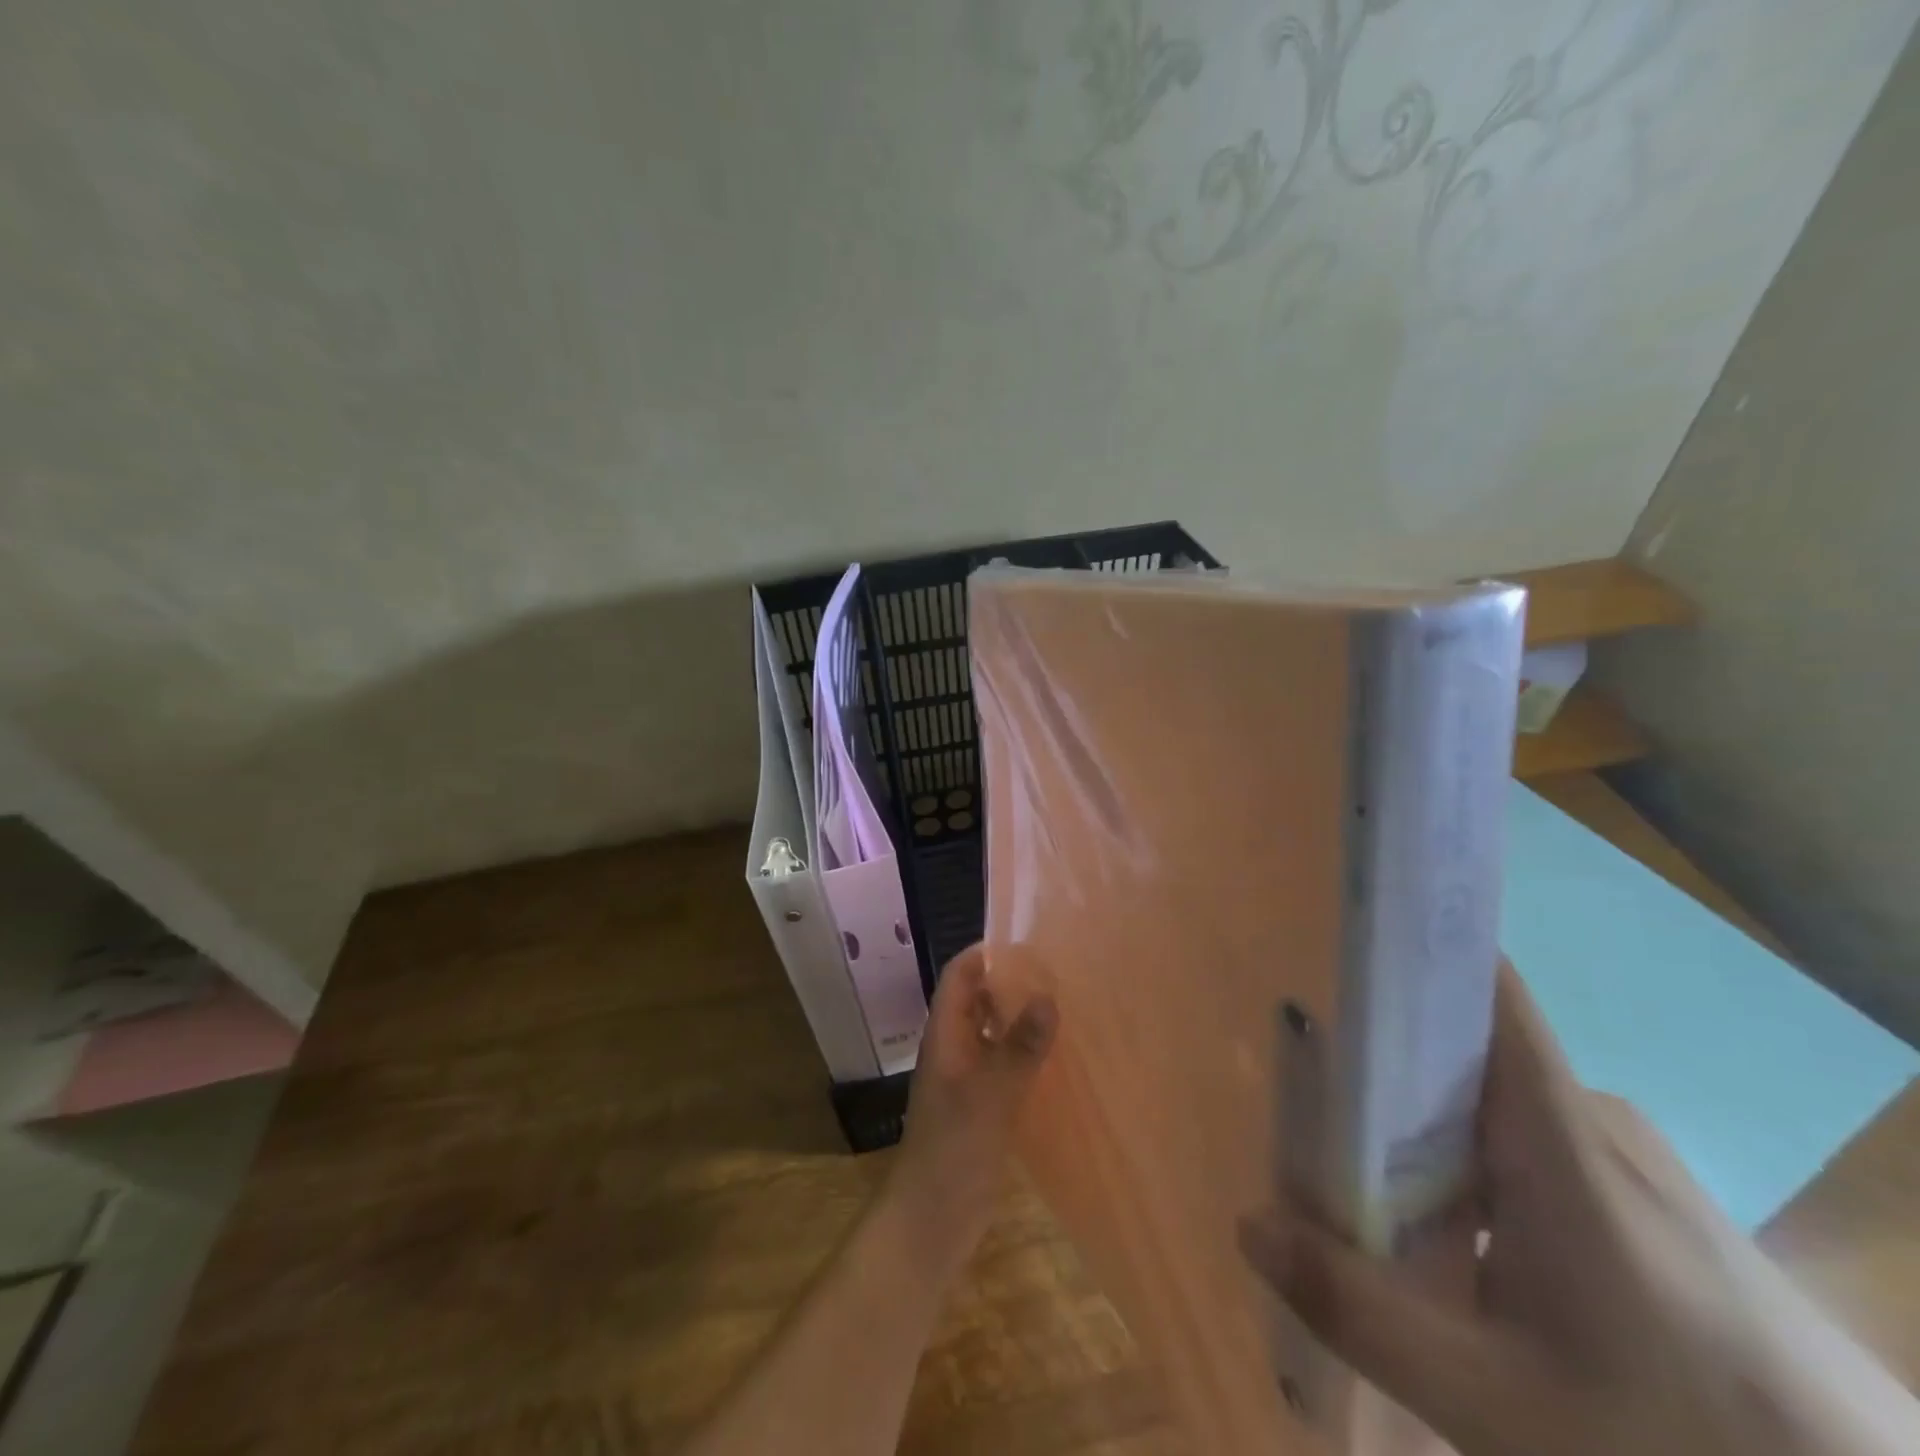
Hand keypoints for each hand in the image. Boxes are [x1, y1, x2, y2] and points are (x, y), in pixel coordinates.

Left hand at [887, 945, 1056, 1259]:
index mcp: (945, 1036)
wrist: (931, 1220)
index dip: (985, 954)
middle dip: (1009, 983)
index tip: (1027, 944)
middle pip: (977, 1000)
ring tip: (1064, 1007)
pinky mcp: (981, 1107)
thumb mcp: (991, 1094)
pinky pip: (1003, 1066)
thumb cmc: (954, 1149)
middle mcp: (953, 1049)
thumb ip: (1019, 1047)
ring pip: (992, 1034)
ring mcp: (966, 1080)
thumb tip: (1047, 997)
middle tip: (1056, 973)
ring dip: (1019, 1019)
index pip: (959, 976)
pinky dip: (1024, 1055)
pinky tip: (1056, 1060)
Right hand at [1239, 962, 1919, 1455]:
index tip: (1343, 946)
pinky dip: (1482, 1176)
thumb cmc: (1679, 1447)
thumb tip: (1250, 1222)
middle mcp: (1595, 1122)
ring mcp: (1635, 1163)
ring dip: (1431, 1138)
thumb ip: (1359, 1311)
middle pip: (1466, 1058)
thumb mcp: (1496, 1404)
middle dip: (1386, 1078)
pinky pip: (1540, 1152)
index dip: (1417, 952)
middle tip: (1321, 1126)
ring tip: (1378, 1196)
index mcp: (1560, 1134)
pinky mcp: (1657, 1206)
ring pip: (1499, 1112)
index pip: (1487, 992)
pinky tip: (1470, 1254)